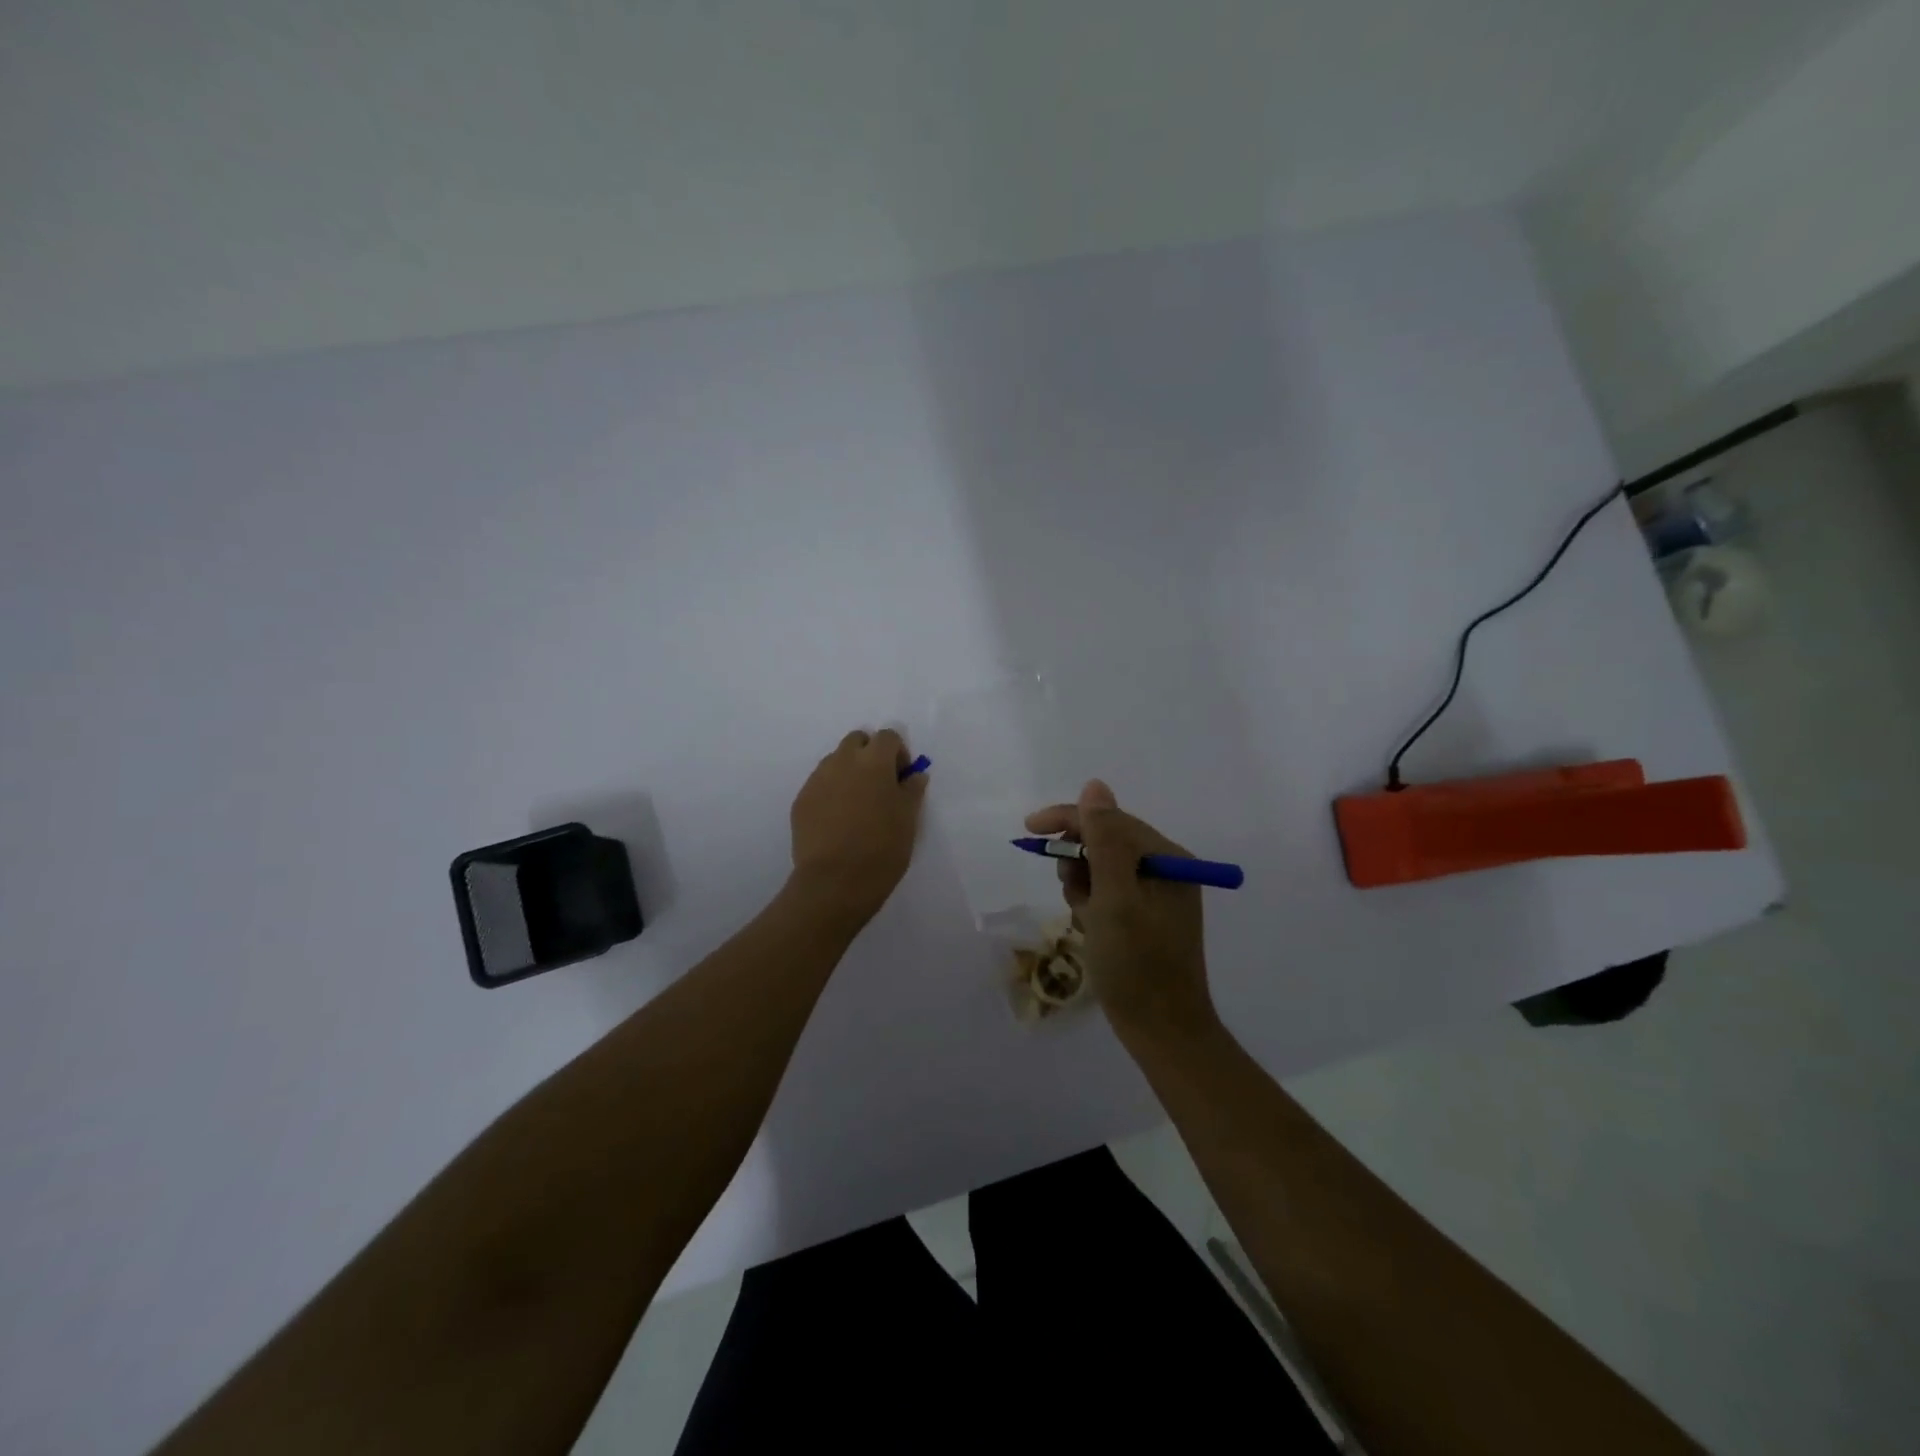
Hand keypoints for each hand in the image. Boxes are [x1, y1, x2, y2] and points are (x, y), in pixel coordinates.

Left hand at [788, 728, 927, 928]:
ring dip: (849, 771)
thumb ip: (912, 790)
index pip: (888, 737)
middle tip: (879, 785)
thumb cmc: (882, 849)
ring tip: (857, 805)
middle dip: (870, 754)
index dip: (898, 753)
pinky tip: (838, 821)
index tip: (902, 778)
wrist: (834, 882)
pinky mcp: (801, 800)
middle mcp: (842, 761)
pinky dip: (831, 792)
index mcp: (873, 761)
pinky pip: (820, 784)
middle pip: (857, 741)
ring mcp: (817, 779)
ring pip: (835, 761)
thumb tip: (914, 775)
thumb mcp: (908, 819)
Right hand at [1025, 780, 1216, 1042]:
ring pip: (1102, 867)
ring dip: (1083, 884)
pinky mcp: (1145, 917)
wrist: (1160, 1031)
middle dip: (1079, 860)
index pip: (1110, 820)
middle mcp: (1166, 870)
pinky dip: (1092, 903)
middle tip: (1070, 892)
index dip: (1069, 820)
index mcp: (1167, 859)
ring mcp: (1156, 894)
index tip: (1029, 830)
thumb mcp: (1115, 899)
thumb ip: (1104, 840)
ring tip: (1085, 917)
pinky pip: (1108, 892)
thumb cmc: (1136, 965)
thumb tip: (1094, 786)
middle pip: (1106, 841)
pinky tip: (1092, 928)